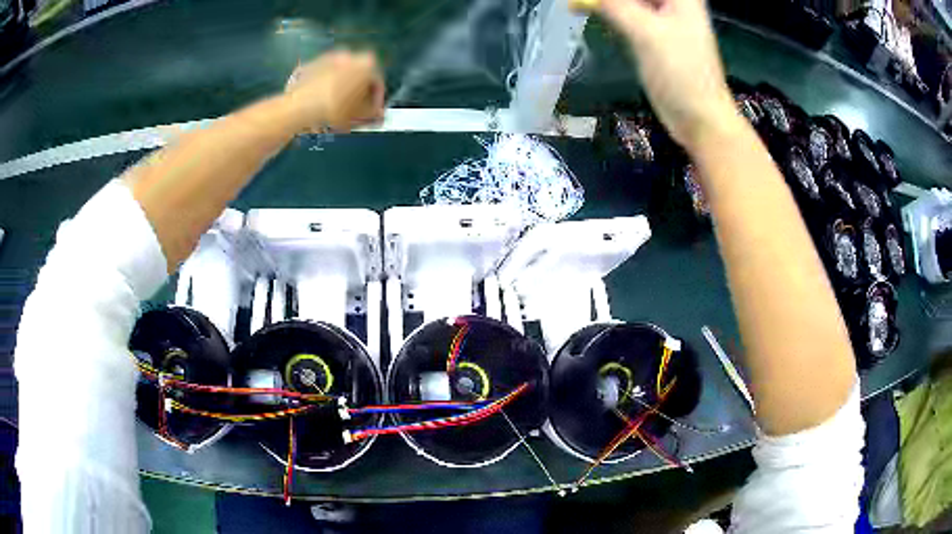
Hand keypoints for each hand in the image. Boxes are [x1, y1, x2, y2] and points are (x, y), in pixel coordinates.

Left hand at [284, 50, 385, 132]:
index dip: (376, 102)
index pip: (378, 84)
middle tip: (354, 113)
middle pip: (358, 77)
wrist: (300, 107)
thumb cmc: (335, 109)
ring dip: (340, 92)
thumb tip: (377, 115)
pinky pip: (322, 79)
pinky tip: (320, 106)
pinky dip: (323, 90)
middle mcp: (349, 55)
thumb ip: (374, 114)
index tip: (372, 114)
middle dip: (357, 95)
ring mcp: (327, 58)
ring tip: (335, 111)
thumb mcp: (360, 117)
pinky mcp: (309, 66)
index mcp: (367, 63)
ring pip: (339, 77)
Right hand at [575, 0, 738, 148]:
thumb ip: (613, 5)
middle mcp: (673, 2)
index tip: (592, 0)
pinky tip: (588, 9)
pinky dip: (608, 11)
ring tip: (577, 4)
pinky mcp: (654, 35)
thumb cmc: (681, 73)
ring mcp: (664, 19)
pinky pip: (626, 12)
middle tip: (579, 2)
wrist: (700, 118)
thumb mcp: (645, 32)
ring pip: (629, 0)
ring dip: (604, 1)